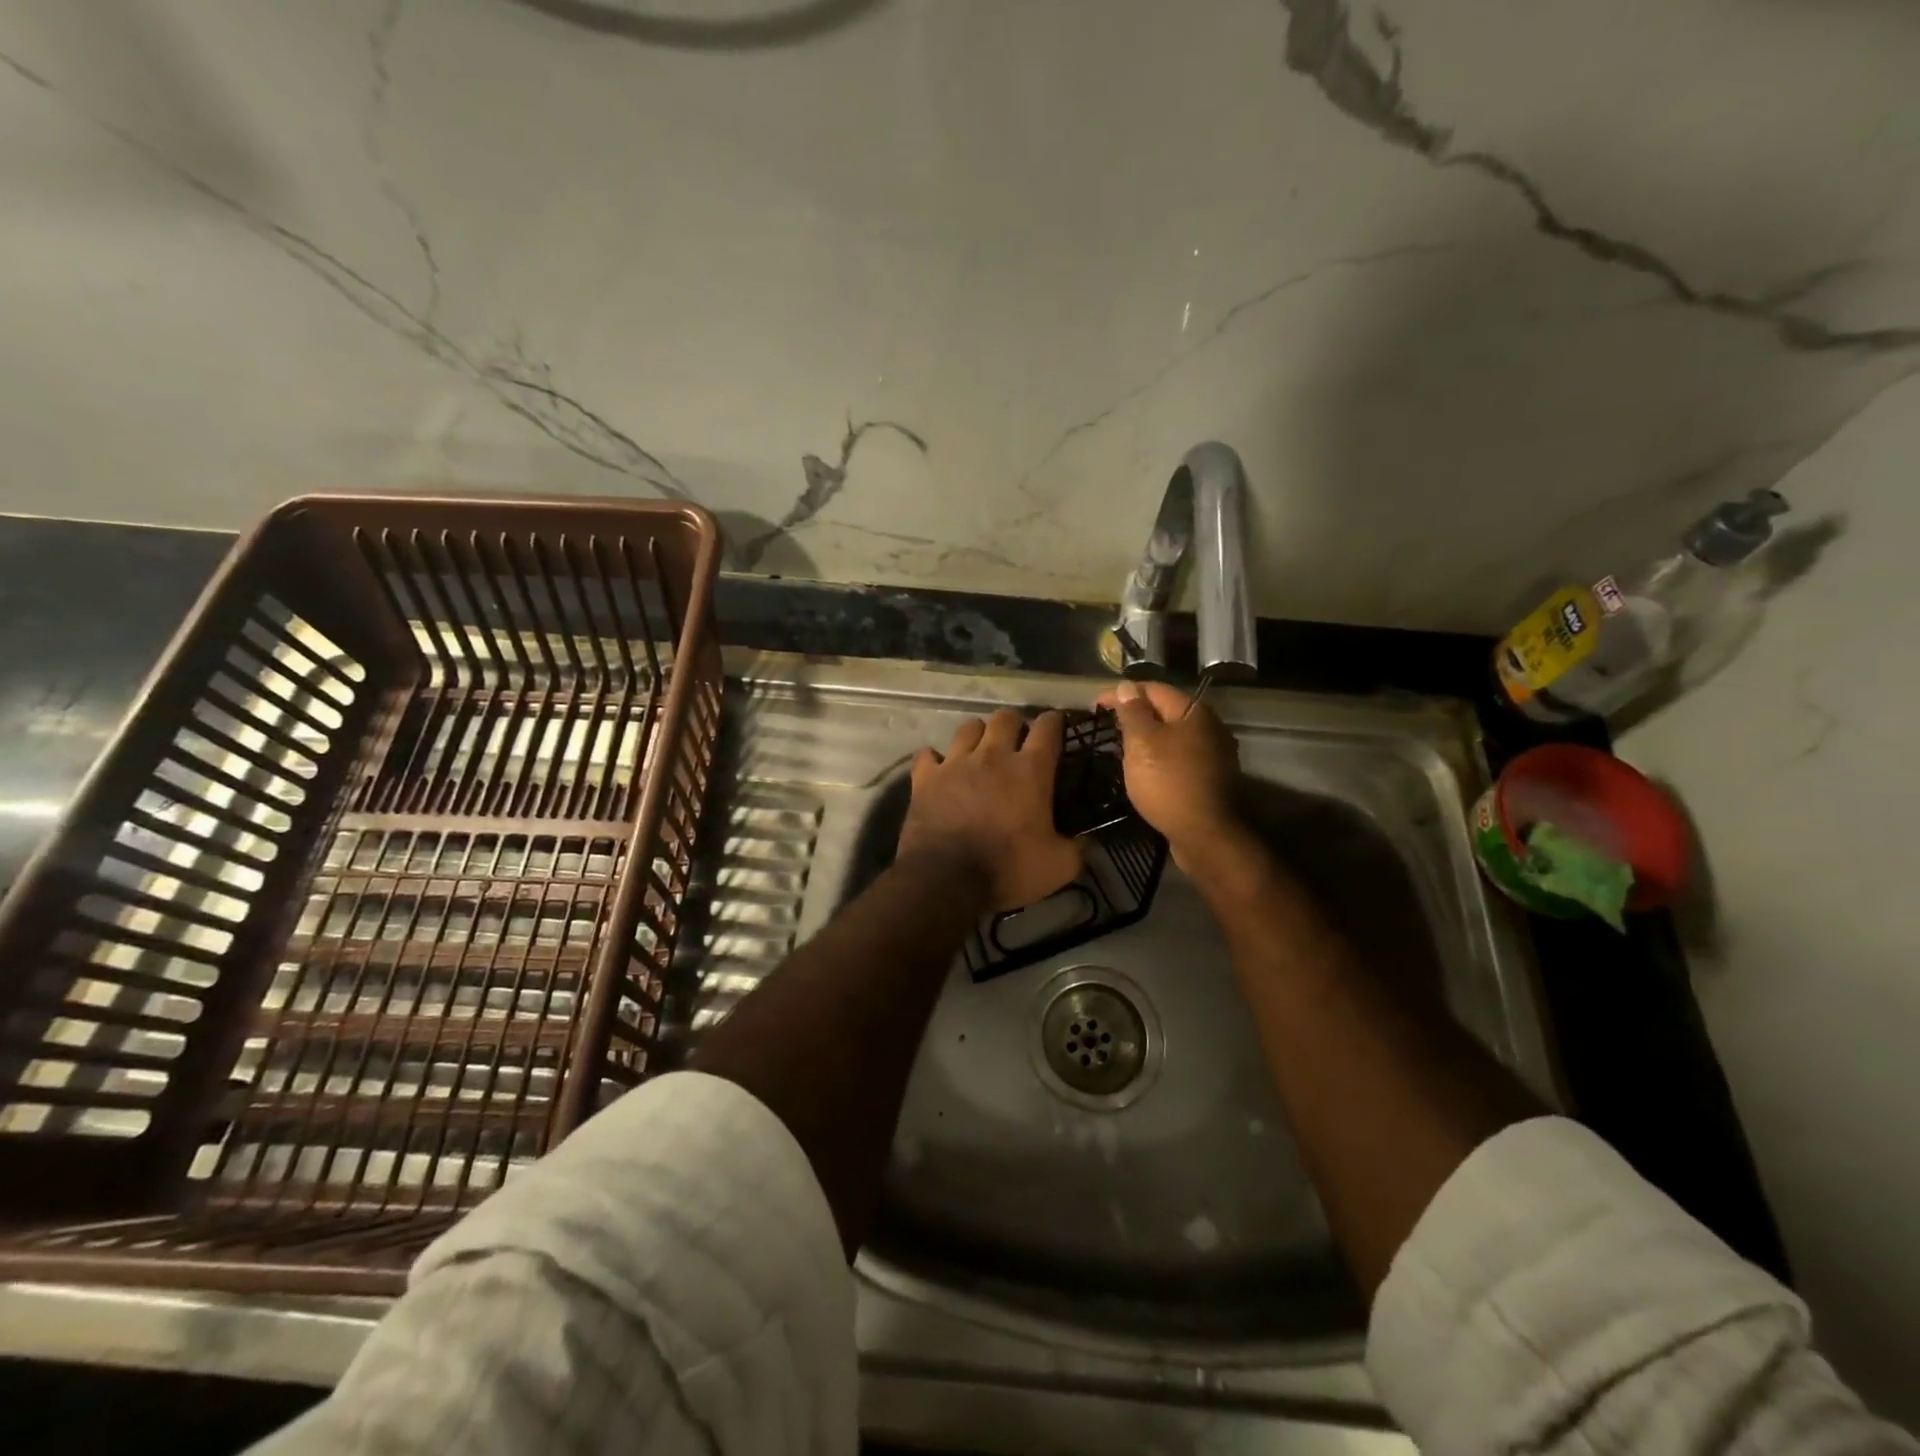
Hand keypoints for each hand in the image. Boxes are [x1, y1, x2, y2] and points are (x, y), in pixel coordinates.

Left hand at [899, 709, 1084, 911]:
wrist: (945, 880)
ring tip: (981, 750)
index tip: (1057, 726)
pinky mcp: (925, 778)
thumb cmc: (1008, 869)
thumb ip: (1078, 848)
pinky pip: (928, 754)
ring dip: (978, 734)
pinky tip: (940, 769)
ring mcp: (955, 763)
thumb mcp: (1059, 867)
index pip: (1048, 727)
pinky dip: (935, 759)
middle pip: (1005, 717)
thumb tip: (1089, 840)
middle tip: (1018, 741)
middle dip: (1015, 724)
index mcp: (1030, 770)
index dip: (1055, 722)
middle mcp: (993, 755)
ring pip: (968, 727)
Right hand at [1092, 680, 1243, 866]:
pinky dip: (1159, 756)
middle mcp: (1209, 726)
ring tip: (1122, 746)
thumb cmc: (1169, 783)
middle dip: (1136, 714)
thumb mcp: (1143, 743)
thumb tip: (1127, 686)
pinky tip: (1145, 768)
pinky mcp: (1210, 778)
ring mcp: (1213, 754)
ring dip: (1148, 737)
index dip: (1122, 693)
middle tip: (1107, 725)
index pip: (1153, 689)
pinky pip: (1179, 757)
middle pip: (1166, 710)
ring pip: (1173, 735)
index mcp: (1193, 712)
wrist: (1206, 835)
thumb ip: (1133, 712)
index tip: (1095, 706)